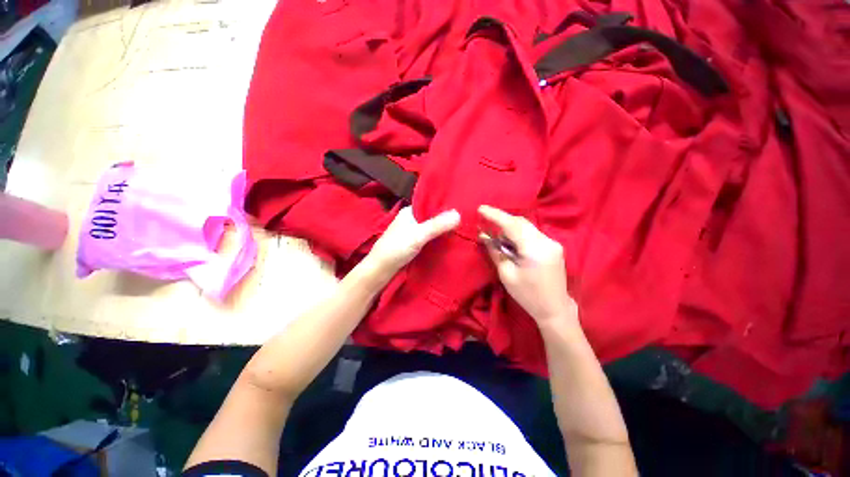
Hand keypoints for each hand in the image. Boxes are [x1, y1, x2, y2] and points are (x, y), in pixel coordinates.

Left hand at [363, 206, 460, 282]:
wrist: (381, 269)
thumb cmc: (396, 248)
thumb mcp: (418, 235)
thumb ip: (437, 225)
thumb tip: (459, 214)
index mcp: (410, 211)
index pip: (430, 203)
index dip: (445, 205)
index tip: (462, 206)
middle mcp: (411, 219)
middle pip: (432, 216)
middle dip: (446, 218)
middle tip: (466, 219)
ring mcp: (413, 232)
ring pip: (431, 227)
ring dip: (443, 229)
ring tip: (462, 228)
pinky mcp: (414, 243)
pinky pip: (430, 237)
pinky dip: (438, 238)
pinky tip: (450, 240)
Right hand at [478, 205, 576, 326]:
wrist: (554, 308)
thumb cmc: (527, 295)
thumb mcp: (506, 275)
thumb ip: (495, 252)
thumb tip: (484, 236)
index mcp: (535, 250)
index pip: (513, 225)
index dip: (495, 215)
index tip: (480, 209)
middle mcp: (547, 241)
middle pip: (521, 222)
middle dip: (502, 220)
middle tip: (485, 220)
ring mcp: (552, 242)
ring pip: (526, 226)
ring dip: (509, 227)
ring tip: (496, 234)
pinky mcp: (553, 246)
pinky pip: (531, 233)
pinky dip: (518, 233)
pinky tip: (510, 240)